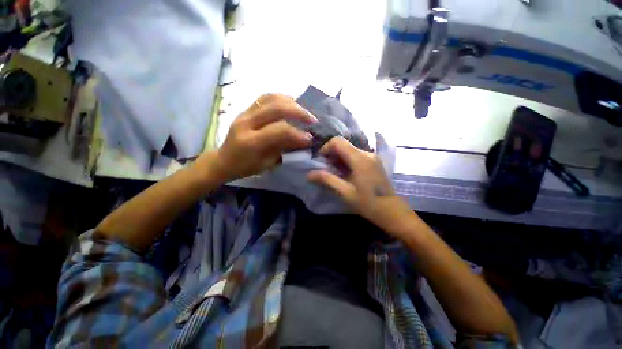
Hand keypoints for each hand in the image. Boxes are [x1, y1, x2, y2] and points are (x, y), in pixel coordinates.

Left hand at [212, 94, 317, 180]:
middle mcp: (246, 122)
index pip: (279, 130)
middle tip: (312, 120)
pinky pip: (265, 98)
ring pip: (271, 98)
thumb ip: (284, 149)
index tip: (310, 139)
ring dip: (291, 102)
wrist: (224, 160)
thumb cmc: (246, 167)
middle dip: (298, 112)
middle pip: (276, 108)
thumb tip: (302, 140)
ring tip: (304, 110)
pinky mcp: (245, 109)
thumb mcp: (267, 163)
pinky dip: (281, 99)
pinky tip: (291, 104)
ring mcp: (244, 113)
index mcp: (251, 141)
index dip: (298, 133)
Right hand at [308, 137, 411, 231]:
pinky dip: (346, 161)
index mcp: (360, 159)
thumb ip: (327, 180)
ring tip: (334, 173)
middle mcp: (367, 153)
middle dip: (331, 155)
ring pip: (349, 150)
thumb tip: (309, 174)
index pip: (337, 142)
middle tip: (326, 170)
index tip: (320, 162)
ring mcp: (372, 157)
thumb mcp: (345, 192)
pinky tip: (345, 174)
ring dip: (338, 158)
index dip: (325, 148)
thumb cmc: (368, 203)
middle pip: (343, 145)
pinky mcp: (373, 162)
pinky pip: (356, 155)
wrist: (392, 211)